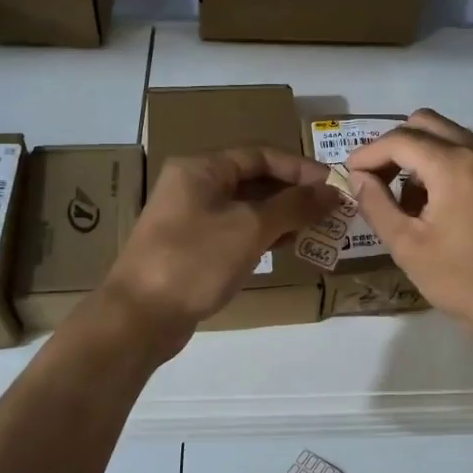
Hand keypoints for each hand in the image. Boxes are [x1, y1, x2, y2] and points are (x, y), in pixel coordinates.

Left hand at [99, 148, 337, 351]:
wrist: (139, 317)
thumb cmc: (195, 260)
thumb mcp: (250, 228)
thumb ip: (294, 206)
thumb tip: (332, 191)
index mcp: (201, 169)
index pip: (260, 155)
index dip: (299, 168)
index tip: (333, 185)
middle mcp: (194, 187)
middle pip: (254, 180)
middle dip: (294, 194)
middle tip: (331, 210)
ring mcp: (191, 219)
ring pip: (246, 209)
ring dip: (282, 217)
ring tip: (319, 229)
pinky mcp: (192, 249)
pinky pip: (236, 232)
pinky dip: (263, 236)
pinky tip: (288, 247)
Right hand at [346, 110, 472, 367]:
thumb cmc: (467, 284)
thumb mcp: (409, 248)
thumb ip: (377, 204)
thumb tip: (360, 177)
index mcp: (456, 165)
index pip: (400, 139)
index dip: (369, 153)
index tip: (351, 173)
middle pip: (429, 124)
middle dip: (397, 146)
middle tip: (379, 181)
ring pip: (457, 138)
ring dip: (427, 156)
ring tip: (415, 202)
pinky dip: (456, 167)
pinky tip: (450, 208)